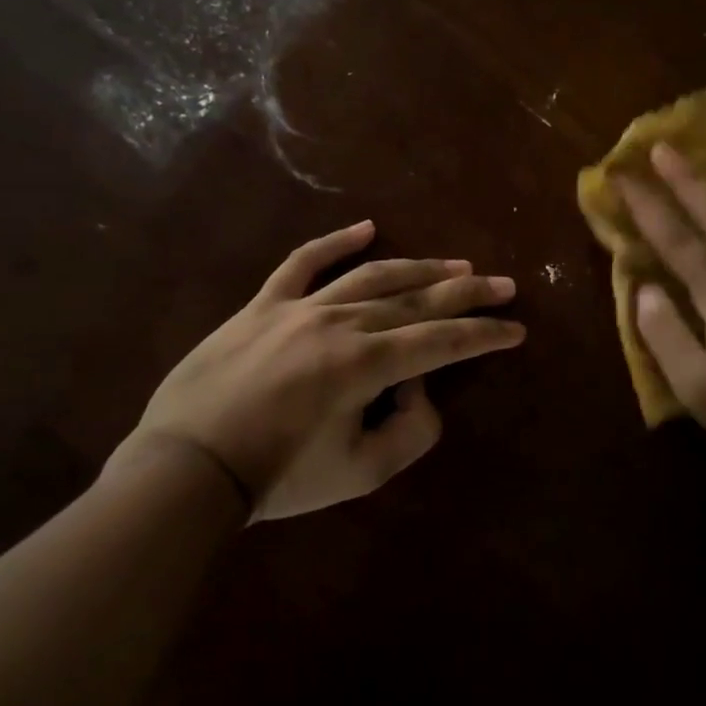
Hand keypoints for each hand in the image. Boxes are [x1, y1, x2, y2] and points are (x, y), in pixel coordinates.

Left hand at [120, 220, 524, 520]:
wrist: (187, 467)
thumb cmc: (278, 477)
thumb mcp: (361, 473)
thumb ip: (411, 432)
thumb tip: (418, 389)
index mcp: (367, 363)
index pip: (444, 341)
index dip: (485, 335)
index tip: (517, 329)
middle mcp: (342, 322)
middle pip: (417, 300)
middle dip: (468, 294)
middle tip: (504, 285)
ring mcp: (300, 307)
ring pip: (372, 276)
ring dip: (420, 269)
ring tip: (457, 267)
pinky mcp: (264, 304)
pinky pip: (303, 262)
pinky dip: (335, 242)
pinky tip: (367, 228)